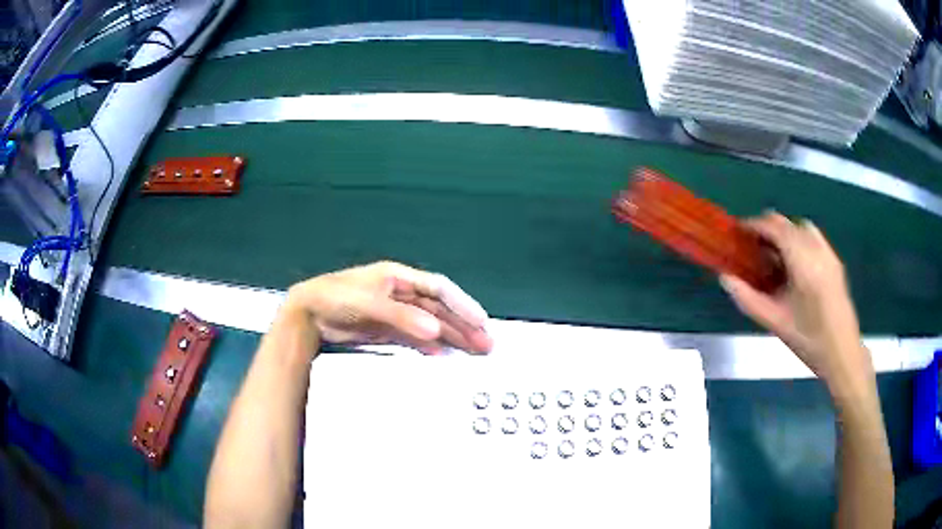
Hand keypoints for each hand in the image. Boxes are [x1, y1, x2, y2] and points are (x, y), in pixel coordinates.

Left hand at [282, 261, 492, 354]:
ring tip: (473, 351)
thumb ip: (402, 317)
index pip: (439, 289)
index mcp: (399, 278)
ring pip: (431, 324)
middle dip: (463, 325)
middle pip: (440, 309)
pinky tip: (442, 354)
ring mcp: (395, 313)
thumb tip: (435, 330)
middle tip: (485, 343)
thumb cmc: (336, 298)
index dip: (462, 304)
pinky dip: (430, 346)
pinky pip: (416, 338)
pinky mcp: (387, 330)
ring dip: (451, 337)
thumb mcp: (370, 304)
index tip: (481, 321)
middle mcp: (401, 294)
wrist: (309, 315)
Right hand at [720, 213, 869, 385]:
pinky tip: (793, 264)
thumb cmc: (809, 340)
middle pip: (788, 223)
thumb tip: (726, 278)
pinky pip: (812, 238)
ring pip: (801, 227)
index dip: (755, 225)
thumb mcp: (776, 322)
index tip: (739, 232)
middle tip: (752, 246)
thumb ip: (748, 299)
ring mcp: (828, 253)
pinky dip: (798, 240)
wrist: (842, 353)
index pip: (776, 228)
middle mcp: (817, 250)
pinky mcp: (834, 261)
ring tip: (772, 254)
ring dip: (784, 233)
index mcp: (803, 262)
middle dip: (768, 228)